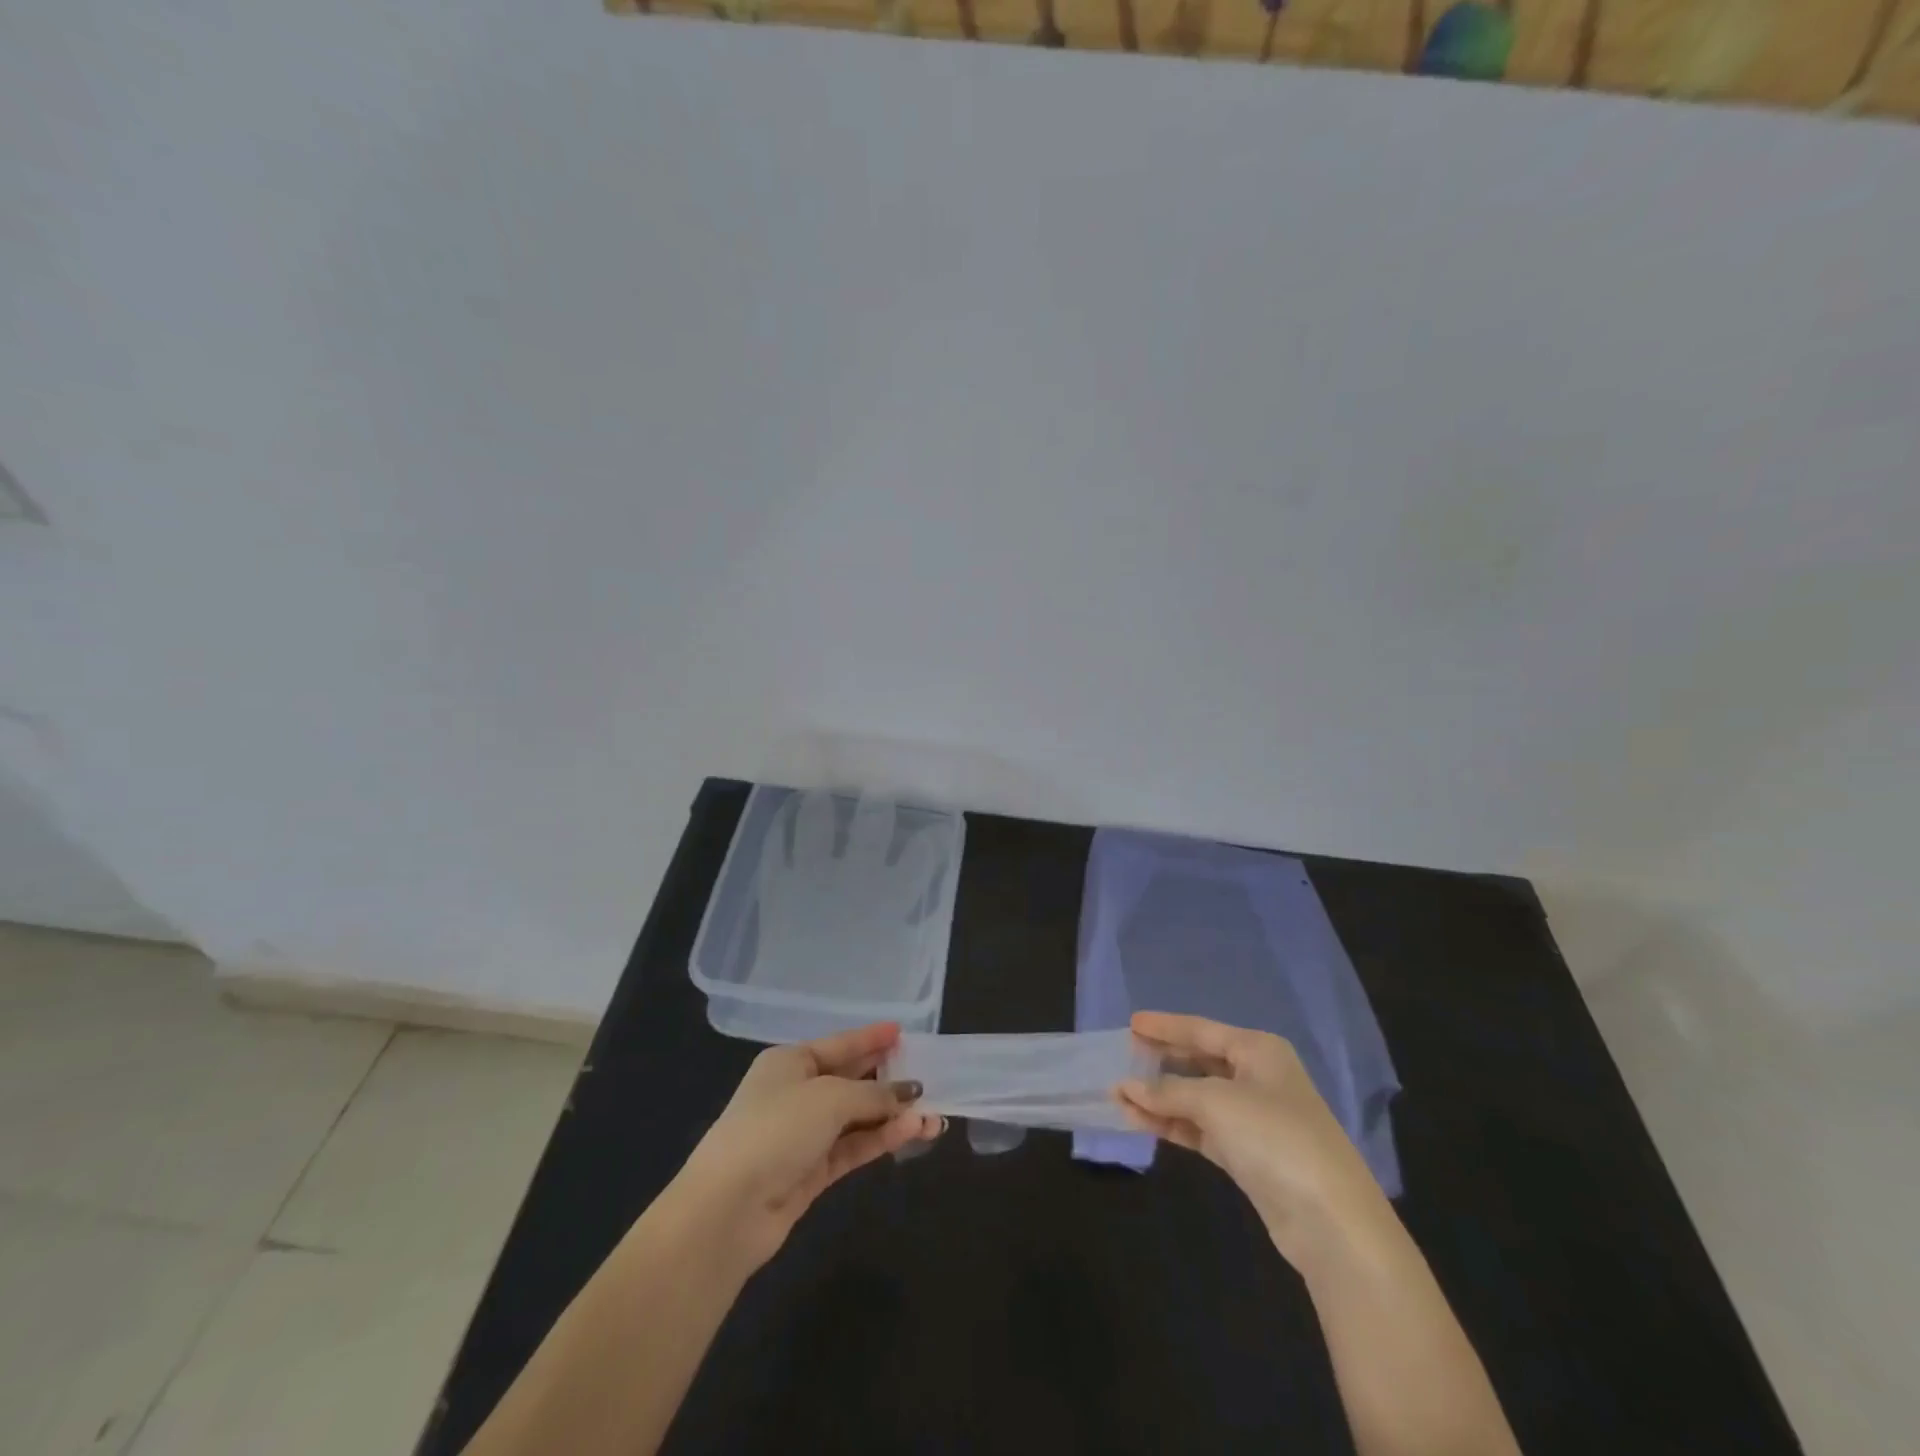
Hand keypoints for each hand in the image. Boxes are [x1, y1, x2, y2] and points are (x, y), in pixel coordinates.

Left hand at [674, 1022, 943, 1272]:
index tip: (902, 1031)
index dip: (871, 1038)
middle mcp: (797, 1093)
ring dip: (893, 1116)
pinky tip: (912, 1132)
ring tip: (934, 1115)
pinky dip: (881, 1139)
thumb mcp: (829, 1098)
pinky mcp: (812, 1172)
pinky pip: (854, 1146)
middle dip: (890, 1080)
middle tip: (930, 1077)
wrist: (728, 1209)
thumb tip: (910, 1093)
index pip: (840, 1044)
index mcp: (791, 1062)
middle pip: (851, 1080)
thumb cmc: (776, 1129)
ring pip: (858, 1118)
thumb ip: (874, 1095)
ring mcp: (804, 1134)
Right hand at [1116, 1011, 1387, 1265]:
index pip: (1201, 1030)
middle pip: (1198, 1061)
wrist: (1330, 1220)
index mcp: (1258, 1050)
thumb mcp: (1216, 1103)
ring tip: (1118, 1095)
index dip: (1165, 1026)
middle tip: (1121, 1057)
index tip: (1131, 1021)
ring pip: (1195, 1098)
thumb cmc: (1274, 1137)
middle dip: (1160, 1062)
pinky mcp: (1246, 1155)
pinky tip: (1140, 1122)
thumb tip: (1126, 1086)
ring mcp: (1252, 1118)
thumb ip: (1168, 1091)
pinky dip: (1172, 1124)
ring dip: (1159, 1098)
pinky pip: (1200, 1129)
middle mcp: (1256, 1077)